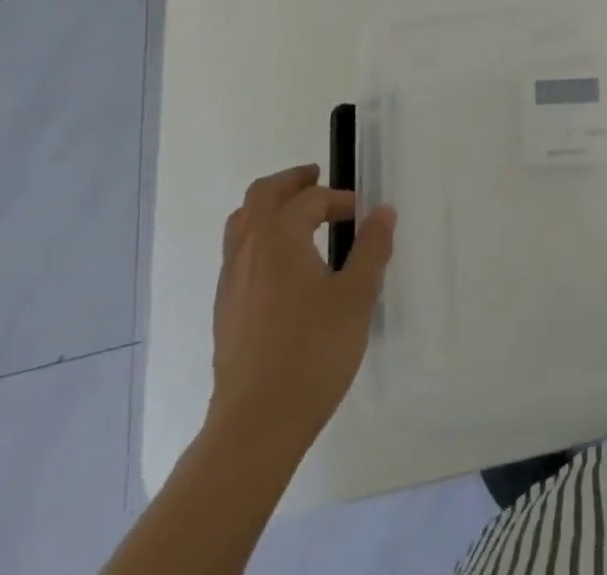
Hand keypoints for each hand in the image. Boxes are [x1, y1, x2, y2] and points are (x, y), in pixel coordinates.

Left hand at [205, 165, 395, 456]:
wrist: (255, 426)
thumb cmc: (312, 353)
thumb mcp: (356, 297)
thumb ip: (371, 249)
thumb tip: (382, 211)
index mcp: (280, 236)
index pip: (311, 199)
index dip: (340, 199)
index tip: (363, 215)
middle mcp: (249, 249)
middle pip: (261, 195)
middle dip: (291, 182)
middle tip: (316, 179)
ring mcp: (230, 281)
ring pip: (242, 224)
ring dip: (270, 209)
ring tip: (298, 219)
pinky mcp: (224, 311)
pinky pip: (238, 254)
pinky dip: (260, 240)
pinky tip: (284, 268)